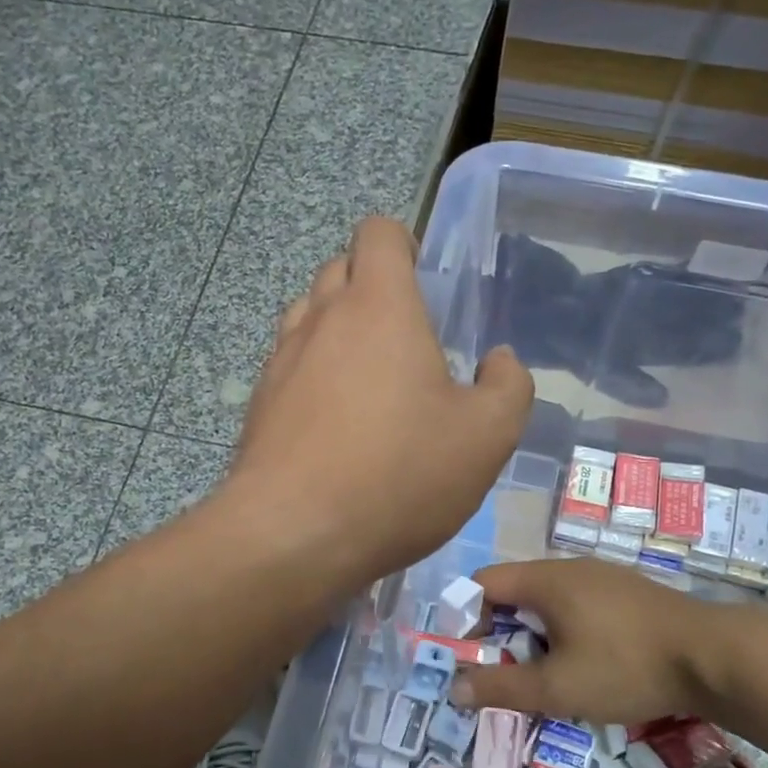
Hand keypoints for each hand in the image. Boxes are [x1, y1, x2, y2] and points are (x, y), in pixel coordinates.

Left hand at [222, 217, 532, 591]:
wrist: (294, 534)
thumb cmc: (400, 475)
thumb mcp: (486, 437)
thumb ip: (508, 387)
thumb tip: (500, 361)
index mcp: (379, 307)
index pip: (378, 233)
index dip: (403, 244)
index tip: (424, 284)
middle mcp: (321, 319)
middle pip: (339, 269)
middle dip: (372, 287)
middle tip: (406, 340)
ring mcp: (281, 361)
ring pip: (308, 316)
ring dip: (337, 330)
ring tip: (368, 382)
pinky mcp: (259, 403)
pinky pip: (288, 366)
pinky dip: (312, 376)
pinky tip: (334, 426)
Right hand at [456, 557, 759, 726]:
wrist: (717, 657)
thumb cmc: (626, 666)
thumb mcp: (557, 688)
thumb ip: (502, 688)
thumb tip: (454, 689)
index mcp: (546, 580)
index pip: (484, 583)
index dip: (465, 617)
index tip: (468, 657)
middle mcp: (571, 567)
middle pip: (516, 591)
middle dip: (500, 631)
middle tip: (503, 673)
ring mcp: (604, 577)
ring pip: (549, 600)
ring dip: (534, 634)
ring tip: (543, 674)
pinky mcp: (629, 593)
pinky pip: (579, 605)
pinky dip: (565, 630)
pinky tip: (586, 663)